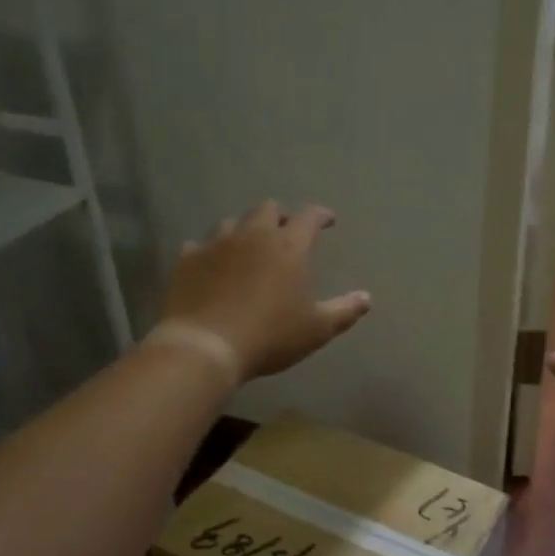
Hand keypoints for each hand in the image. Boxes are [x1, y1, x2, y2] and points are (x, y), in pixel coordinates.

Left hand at [156, 200, 370, 382]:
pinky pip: (200, 244)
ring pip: (232, 222)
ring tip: (248, 246)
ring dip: (244, 229)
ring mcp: (216, 243)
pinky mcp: (187, 258)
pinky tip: (212, 264)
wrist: (205, 346)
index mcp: (289, 246)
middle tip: (285, 231)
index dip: (321, 215)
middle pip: (267, 208)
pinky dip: (211, 251)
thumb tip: (367, 298)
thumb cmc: (270, 336)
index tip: (328, 220)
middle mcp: (253, 235)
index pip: (309, 217)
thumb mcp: (316, 329)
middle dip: (280, 216)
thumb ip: (344, 311)